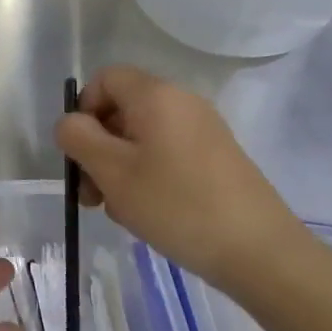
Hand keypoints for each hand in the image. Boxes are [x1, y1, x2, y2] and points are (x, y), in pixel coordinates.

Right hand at [55, 65, 311, 299]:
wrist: (260, 252)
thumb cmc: (177, 205)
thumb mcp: (112, 171)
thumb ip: (78, 138)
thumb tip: (70, 123)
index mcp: (156, 96)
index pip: (105, 78)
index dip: (83, 109)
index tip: (81, 152)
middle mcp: (182, 103)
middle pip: (122, 110)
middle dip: (97, 148)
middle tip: (91, 194)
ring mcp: (204, 131)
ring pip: (142, 137)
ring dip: (119, 168)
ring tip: (120, 210)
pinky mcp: (217, 158)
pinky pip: (167, 154)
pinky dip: (148, 177)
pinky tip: (149, 213)